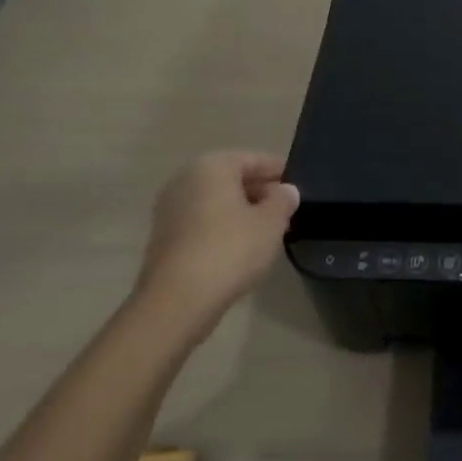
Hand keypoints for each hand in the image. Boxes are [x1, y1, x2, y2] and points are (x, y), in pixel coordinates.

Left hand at [137, 152, 299, 331]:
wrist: (177, 301)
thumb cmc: (230, 250)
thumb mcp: (270, 223)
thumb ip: (282, 200)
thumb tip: (285, 190)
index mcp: (212, 166)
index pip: (253, 160)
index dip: (278, 171)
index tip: (297, 183)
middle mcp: (185, 180)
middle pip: (231, 179)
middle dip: (259, 192)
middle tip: (286, 210)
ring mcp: (170, 209)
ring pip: (216, 202)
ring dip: (241, 212)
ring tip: (268, 231)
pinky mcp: (164, 238)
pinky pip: (202, 223)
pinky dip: (222, 229)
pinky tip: (241, 248)